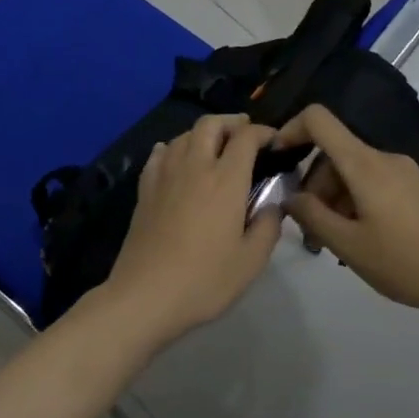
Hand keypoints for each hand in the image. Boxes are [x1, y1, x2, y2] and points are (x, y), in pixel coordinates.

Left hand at [101, 115, 281, 342]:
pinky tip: (177, 160)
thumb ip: (268, 226)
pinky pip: (159, 155)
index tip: (273, 141)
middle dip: (231, 122)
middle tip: (245, 134)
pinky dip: (173, 148)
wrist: (145, 295)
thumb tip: (273, 205)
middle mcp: (194, 167)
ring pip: (183, 136)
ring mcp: (164, 176)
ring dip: (203, 133)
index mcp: (225, 180)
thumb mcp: (251, 261)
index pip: (246, 138)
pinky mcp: (144, 190)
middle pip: (210, 125)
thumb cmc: (204, 279)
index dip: (263, 132)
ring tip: (215, 148)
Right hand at [275, 105, 418, 319]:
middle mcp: (383, 159)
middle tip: (308, 230)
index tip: (275, 160)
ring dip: (332, 200)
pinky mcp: (415, 191)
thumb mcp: (348, 244)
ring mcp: (402, 174)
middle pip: (333, 153)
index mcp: (364, 163)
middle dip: (312, 185)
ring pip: (351, 173)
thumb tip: (290, 196)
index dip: (290, 129)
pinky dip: (353, 203)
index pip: (318, 119)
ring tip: (332, 244)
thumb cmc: (406, 261)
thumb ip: (312, 216)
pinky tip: (358, 240)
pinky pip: (371, 184)